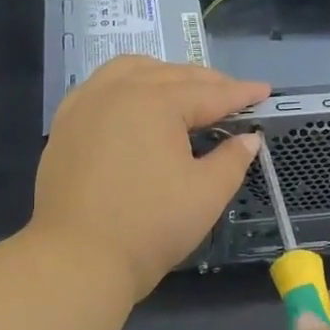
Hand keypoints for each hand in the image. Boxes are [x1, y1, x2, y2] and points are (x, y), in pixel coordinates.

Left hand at [29, 56, 267, 305]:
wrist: (76, 259)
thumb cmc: (149, 226)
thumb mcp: (205, 194)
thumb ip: (232, 160)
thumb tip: (248, 138)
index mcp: (155, 102)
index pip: (208, 93)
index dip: (240, 93)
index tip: (264, 90)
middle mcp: (118, 90)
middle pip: (171, 75)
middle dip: (206, 82)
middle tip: (233, 95)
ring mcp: (86, 104)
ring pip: (131, 70)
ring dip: (163, 75)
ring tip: (184, 90)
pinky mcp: (65, 125)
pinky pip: (100, 86)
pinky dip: (125, 85)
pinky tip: (133, 102)